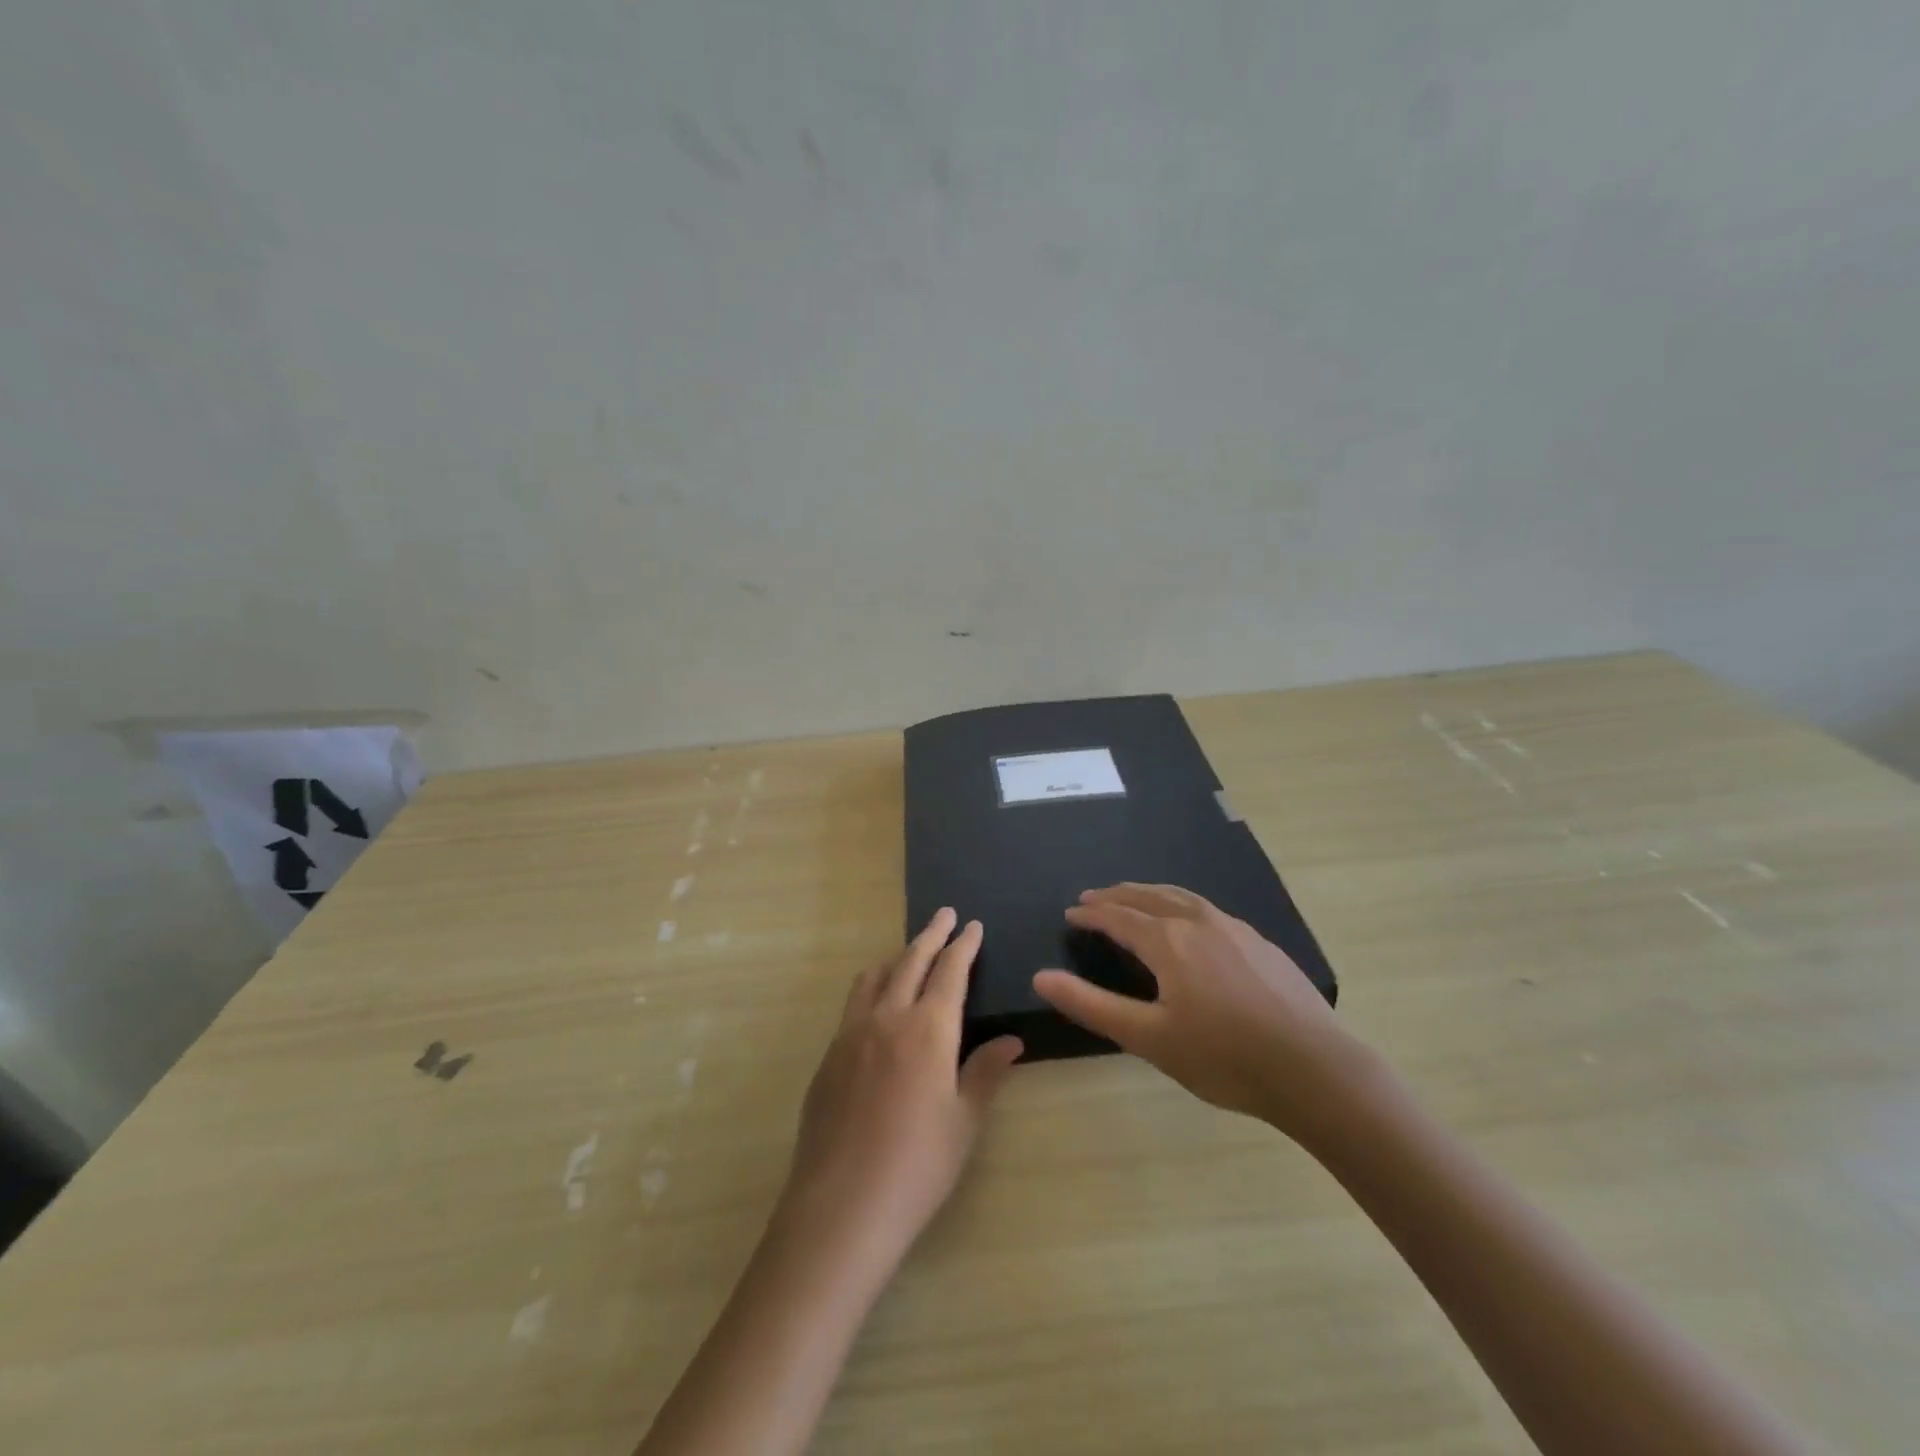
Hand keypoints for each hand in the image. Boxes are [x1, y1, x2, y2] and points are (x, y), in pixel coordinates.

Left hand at [783, 909, 1022, 1258]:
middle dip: (931, 935)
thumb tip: (1011, 1040)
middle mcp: (887, 1017)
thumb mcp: (964, 1120)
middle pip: (910, 961)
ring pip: (875, 976)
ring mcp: (851, 1033)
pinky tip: (878, 1007)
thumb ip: (985, 1072)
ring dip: (897, 957)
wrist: (842, 1204)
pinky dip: (873, 987)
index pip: (949, 972)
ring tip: (910, 952)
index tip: (972, 925)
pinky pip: (854, 1004)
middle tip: (945, 915)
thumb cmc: (918, 1164)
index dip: (963, 945)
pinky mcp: (829, 1055)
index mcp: (928, 1029)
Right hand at [1033, 884, 1367, 1142]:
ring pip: (1182, 897)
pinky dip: (1182, 905)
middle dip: (1117, 896)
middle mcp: (1198, 922)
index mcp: (1168, 941)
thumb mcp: (1148, 1038)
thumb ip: (1091, 1005)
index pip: (1118, 917)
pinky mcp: (1261, 943)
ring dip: (1150, 893)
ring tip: (1135, 896)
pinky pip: (1208, 909)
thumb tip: (1041, 977)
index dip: (1091, 914)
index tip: (1071, 913)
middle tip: (1094, 897)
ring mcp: (1234, 929)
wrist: (1314, 1069)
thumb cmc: (1223, 1057)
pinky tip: (1191, 922)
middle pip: (1148, 898)